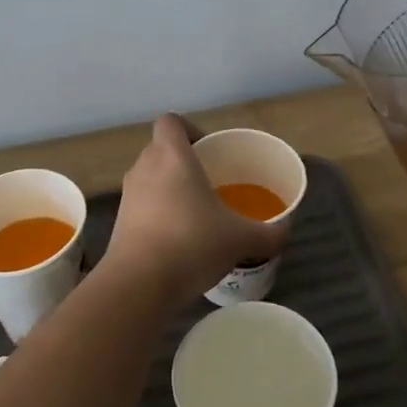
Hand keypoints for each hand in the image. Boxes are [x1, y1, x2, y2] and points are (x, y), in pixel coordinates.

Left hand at [106, 115, 289, 305]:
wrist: (138, 285)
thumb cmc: (192, 244)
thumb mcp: (241, 239)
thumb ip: (268, 233)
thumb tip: (285, 231)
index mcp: (171, 156)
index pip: (171, 122)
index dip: (189, 129)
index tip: (210, 151)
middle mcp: (144, 167)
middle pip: (161, 149)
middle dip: (184, 162)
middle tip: (211, 183)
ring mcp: (128, 195)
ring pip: (151, 178)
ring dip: (170, 189)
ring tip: (197, 214)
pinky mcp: (120, 222)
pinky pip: (142, 205)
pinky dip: (158, 214)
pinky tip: (180, 240)